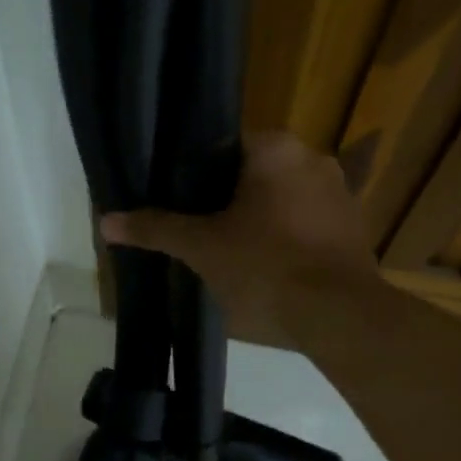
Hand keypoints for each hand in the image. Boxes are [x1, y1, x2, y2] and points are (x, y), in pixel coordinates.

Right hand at [101, 131, 376, 343]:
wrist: (337, 314)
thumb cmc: (264, 267)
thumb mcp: (200, 248)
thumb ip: (155, 229)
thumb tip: (105, 221)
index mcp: (275, 148)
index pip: (223, 146)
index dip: (195, 175)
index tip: (180, 203)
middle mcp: (313, 158)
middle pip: (253, 173)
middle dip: (227, 199)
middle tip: (199, 231)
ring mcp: (340, 193)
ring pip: (282, 199)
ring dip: (259, 219)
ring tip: (231, 252)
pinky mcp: (354, 228)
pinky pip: (307, 223)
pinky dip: (286, 238)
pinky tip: (269, 268)